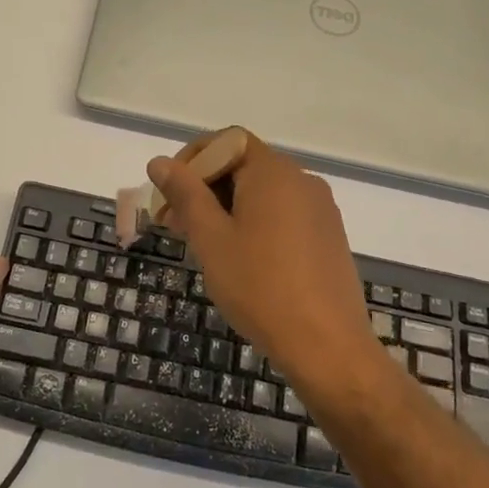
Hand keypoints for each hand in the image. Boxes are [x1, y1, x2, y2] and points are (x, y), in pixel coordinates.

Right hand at [146, 131, 382, 401]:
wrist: (327, 347)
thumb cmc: (260, 287)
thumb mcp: (211, 238)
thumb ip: (185, 194)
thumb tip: (160, 162)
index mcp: (273, 172)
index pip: (226, 141)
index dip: (192, 160)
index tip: (169, 195)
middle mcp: (301, 179)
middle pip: (243, 165)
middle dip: (204, 187)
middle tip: (175, 226)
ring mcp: (320, 208)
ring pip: (262, 192)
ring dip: (226, 207)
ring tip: (204, 246)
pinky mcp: (328, 235)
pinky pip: (283, 213)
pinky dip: (254, 222)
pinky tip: (240, 259)